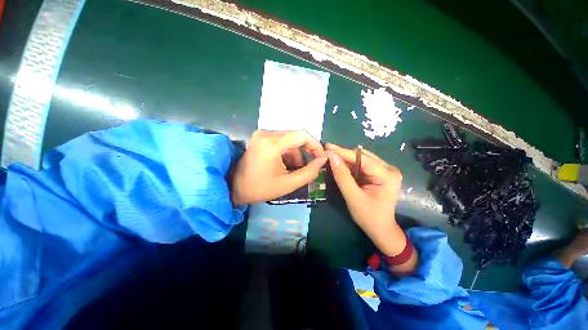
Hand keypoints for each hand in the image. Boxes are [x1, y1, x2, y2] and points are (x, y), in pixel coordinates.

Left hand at [231, 130, 326, 205]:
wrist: (234, 188)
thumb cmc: (259, 188)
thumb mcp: (288, 184)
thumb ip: (309, 172)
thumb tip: (323, 160)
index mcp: (272, 143)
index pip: (302, 135)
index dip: (315, 145)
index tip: (321, 158)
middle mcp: (267, 133)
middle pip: (296, 137)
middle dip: (306, 152)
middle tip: (310, 167)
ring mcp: (263, 134)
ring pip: (290, 140)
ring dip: (296, 154)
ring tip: (295, 169)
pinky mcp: (261, 138)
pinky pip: (282, 141)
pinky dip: (288, 152)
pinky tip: (286, 165)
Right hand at [326, 144, 404, 255]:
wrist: (381, 229)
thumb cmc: (368, 216)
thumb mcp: (352, 196)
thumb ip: (342, 176)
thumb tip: (331, 156)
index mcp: (387, 175)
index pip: (362, 158)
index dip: (343, 152)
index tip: (327, 147)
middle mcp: (389, 169)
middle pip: (362, 156)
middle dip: (344, 155)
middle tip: (327, 153)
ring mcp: (386, 171)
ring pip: (362, 159)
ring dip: (346, 159)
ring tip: (331, 158)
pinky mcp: (381, 174)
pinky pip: (363, 165)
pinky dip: (351, 165)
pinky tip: (341, 165)